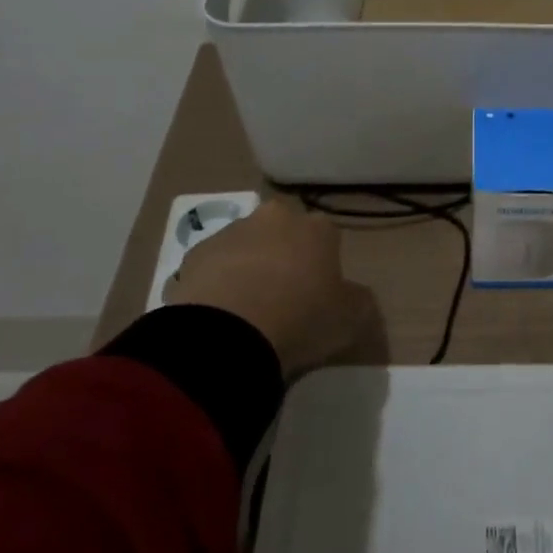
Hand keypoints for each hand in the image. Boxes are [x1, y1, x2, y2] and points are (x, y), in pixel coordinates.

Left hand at [162, 197, 375, 374]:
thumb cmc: (301, 318)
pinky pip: (213, 268)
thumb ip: (358, 301)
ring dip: (249, 268)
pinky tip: (219, 316)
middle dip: (284, 256)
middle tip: (284, 298)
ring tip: (247, 312)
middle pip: (284, 234)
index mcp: (318, 228)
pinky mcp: (194, 254)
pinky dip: (218, 284)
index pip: (328, 238)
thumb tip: (353, 296)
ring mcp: (232, 232)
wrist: (227, 334)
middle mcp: (276, 217)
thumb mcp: (351, 319)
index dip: (325, 266)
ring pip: (247, 247)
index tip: (321, 295)